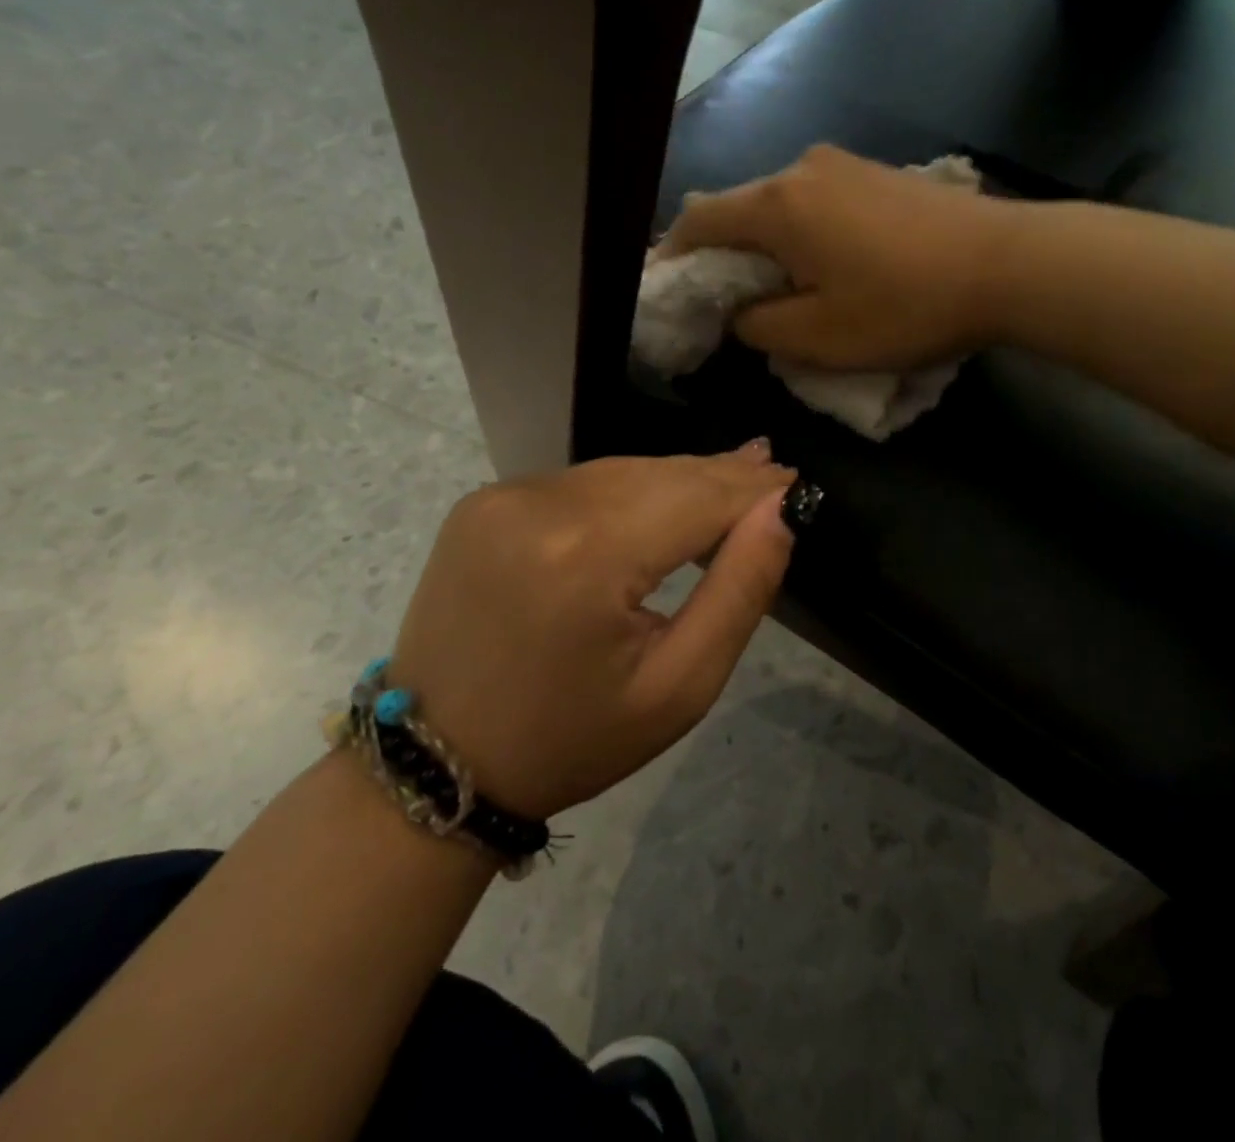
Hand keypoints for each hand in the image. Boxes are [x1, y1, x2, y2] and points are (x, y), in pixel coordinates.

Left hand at [389, 447, 795, 818]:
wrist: (436, 763)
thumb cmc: (571, 740)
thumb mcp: (679, 688)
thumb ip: (739, 590)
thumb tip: (779, 511)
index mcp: (589, 556)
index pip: (699, 497)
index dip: (754, 489)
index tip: (798, 485)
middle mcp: (541, 505)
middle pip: (661, 474)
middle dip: (722, 477)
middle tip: (775, 474)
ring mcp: (504, 496)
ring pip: (622, 471)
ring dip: (679, 479)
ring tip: (733, 477)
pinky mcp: (483, 501)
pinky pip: (580, 482)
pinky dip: (629, 489)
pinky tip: (660, 497)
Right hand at [665, 144, 1015, 369]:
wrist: (1007, 264)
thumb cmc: (906, 306)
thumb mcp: (820, 337)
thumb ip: (760, 326)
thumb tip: (742, 312)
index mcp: (777, 206)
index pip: (698, 222)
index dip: (674, 258)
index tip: (669, 292)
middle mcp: (802, 169)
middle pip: (738, 210)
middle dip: (723, 256)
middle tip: (726, 304)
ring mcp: (845, 165)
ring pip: (780, 207)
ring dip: (767, 246)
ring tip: (780, 291)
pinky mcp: (878, 174)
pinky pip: (817, 204)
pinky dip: (803, 235)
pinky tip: (825, 267)